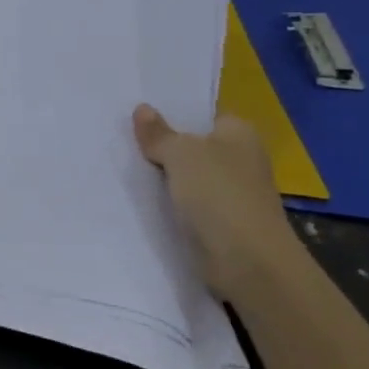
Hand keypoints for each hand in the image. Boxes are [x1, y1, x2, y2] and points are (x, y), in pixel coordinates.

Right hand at [132, 105, 296, 297]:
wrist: (246, 260)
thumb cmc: (218, 193)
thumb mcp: (181, 153)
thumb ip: (159, 133)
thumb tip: (142, 109)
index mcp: (240, 133)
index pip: (204, 115)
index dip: (174, 113)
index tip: (139, 114)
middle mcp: (241, 159)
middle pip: (194, 145)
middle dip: (164, 145)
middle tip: (122, 136)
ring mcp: (232, 193)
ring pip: (188, 176)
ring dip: (164, 176)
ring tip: (122, 165)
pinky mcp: (221, 222)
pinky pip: (188, 203)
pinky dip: (169, 203)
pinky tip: (140, 199)